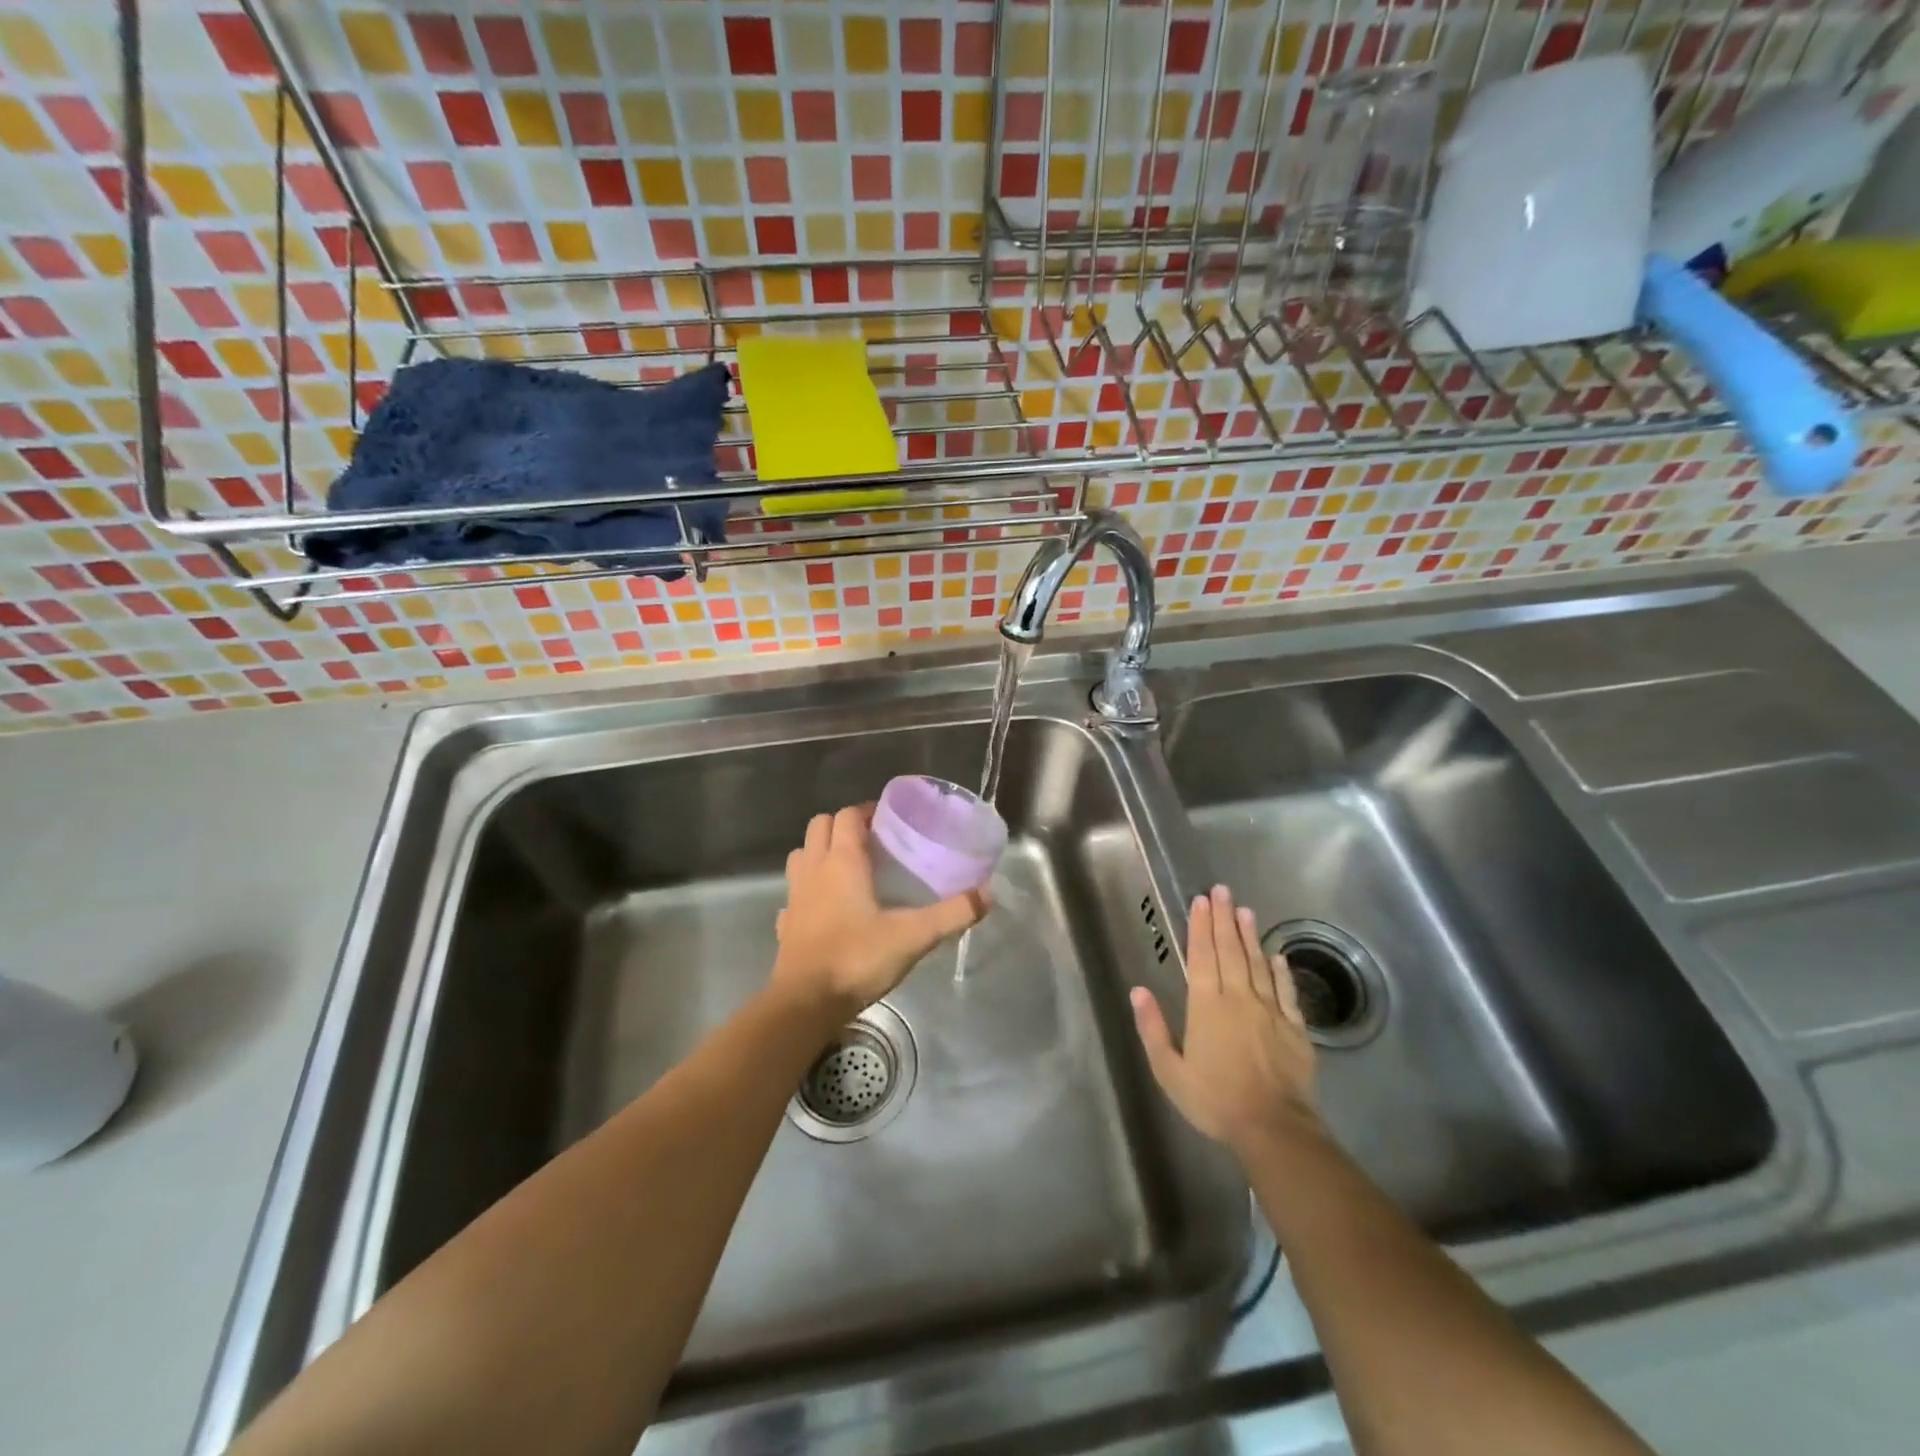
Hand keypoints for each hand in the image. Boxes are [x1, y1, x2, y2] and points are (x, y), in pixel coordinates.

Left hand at [772, 804, 986, 1021]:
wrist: (806, 1004)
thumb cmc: (857, 959)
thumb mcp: (914, 936)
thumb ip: (952, 913)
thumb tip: (988, 893)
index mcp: (842, 862)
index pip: (848, 815)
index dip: (867, 811)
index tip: (890, 821)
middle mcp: (814, 869)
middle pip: (819, 825)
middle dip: (843, 825)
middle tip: (872, 842)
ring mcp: (795, 896)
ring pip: (802, 855)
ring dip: (821, 851)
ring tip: (849, 869)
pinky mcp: (785, 923)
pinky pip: (795, 893)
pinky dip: (808, 890)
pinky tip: (827, 908)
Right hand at [1130, 884, 1317, 1157]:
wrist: (1273, 1128)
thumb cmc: (1214, 1100)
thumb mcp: (1169, 1071)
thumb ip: (1153, 1029)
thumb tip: (1138, 991)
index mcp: (1206, 1006)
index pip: (1202, 956)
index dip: (1200, 926)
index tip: (1201, 901)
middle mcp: (1238, 998)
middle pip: (1230, 950)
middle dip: (1224, 918)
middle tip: (1222, 891)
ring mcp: (1270, 1011)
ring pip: (1258, 964)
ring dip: (1250, 936)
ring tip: (1245, 910)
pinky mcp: (1294, 1028)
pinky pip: (1286, 991)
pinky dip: (1281, 970)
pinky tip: (1277, 955)